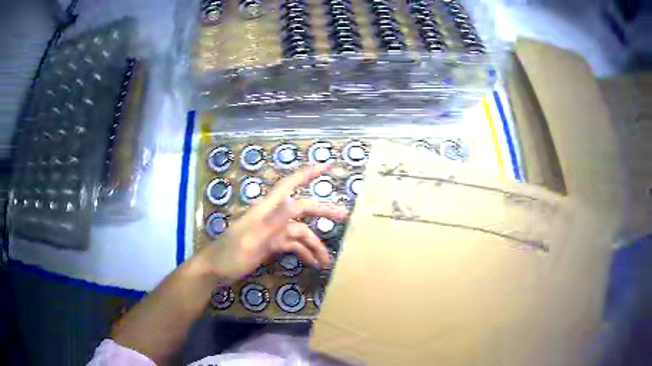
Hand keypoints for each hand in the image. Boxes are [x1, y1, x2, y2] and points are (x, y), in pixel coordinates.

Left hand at [197, 164, 348, 282]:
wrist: (214, 270)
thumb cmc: (229, 254)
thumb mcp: (252, 239)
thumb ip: (274, 221)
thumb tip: (297, 202)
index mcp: (266, 210)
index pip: (289, 185)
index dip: (307, 173)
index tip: (327, 165)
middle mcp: (272, 217)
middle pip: (302, 209)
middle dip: (322, 212)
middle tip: (344, 217)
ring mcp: (272, 232)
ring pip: (299, 233)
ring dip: (314, 246)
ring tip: (327, 262)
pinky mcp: (271, 245)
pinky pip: (292, 246)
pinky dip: (303, 253)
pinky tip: (313, 263)